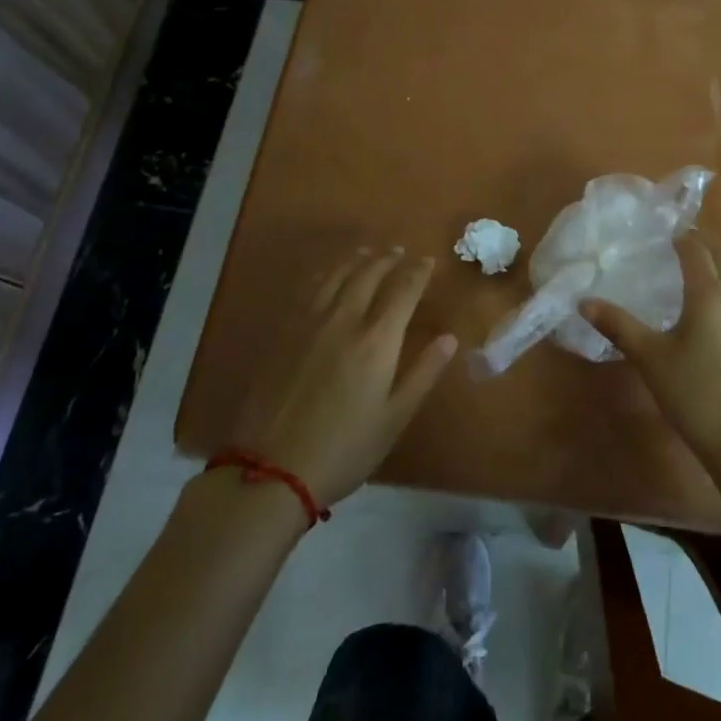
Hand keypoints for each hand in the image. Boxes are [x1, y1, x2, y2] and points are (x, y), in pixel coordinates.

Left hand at [238, 248, 457, 507]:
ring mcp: (309, 323)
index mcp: (377, 340)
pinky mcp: (283, 333)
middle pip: (368, 274)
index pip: (403, 290)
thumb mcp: (394, 418)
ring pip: (335, 276)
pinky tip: (326, 275)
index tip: (428, 261)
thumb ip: (424, 373)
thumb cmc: (344, 449)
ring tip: (366, 252)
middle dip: (387, 259)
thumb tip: (450, 338)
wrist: (270, 469)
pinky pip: (308, 289)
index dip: (418, 272)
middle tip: (399, 251)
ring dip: (355, 259)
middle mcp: (344, 320)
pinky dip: (324, 273)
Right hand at [582, 235, 720, 470]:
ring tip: (700, 274)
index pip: (696, 251)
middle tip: (680, 247)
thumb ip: (618, 326)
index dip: (681, 237)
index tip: (665, 232)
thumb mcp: (650, 359)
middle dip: (703, 248)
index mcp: (709, 295)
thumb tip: (584, 302)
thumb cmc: (694, 394)